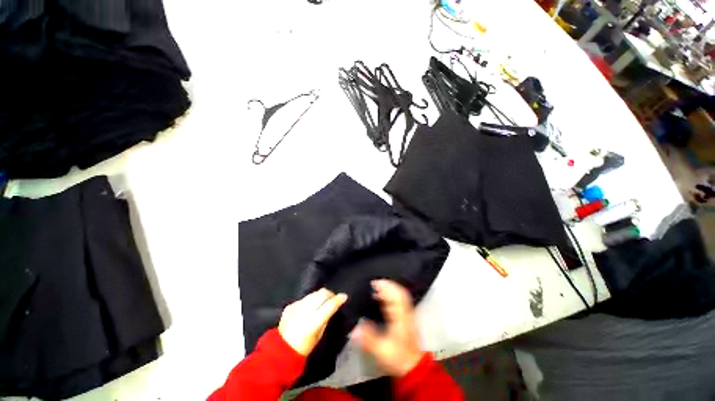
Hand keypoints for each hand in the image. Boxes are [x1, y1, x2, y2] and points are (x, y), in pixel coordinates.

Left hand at [278, 288, 347, 355]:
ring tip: (322, 301)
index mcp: (312, 323)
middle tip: (333, 298)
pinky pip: (304, 298)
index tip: (344, 296)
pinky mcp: (290, 305)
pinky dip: (310, 300)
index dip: (338, 299)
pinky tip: (310, 307)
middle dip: (330, 294)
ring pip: (313, 294)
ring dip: (320, 296)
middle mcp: (304, 312)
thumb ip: (326, 319)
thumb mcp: (319, 335)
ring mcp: (295, 307)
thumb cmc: (304, 347)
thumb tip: (333, 306)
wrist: (281, 349)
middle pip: (321, 294)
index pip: (329, 306)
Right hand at [352, 280, 424, 376]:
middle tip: (376, 282)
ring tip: (380, 287)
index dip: (385, 288)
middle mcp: (405, 313)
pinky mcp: (409, 318)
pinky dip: (395, 295)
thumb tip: (354, 329)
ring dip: (392, 288)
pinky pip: (403, 300)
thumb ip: (368, 338)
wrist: (414, 367)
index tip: (374, 283)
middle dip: (388, 285)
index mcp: (399, 318)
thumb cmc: (397, 357)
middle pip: (399, 293)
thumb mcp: (381, 350)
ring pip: (402, 295)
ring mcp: (408, 315)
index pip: (393, 298)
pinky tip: (387, 298)